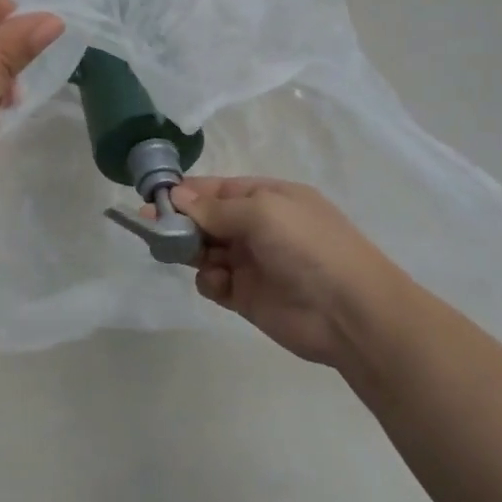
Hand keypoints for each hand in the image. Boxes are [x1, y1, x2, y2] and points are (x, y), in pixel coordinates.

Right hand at [171, 177, 415, 371]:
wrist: (349, 312)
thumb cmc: (308, 247)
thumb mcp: (262, 212)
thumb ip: (215, 208)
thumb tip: (176, 196)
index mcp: (268, 198)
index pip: (217, 189)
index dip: (185, 192)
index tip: (152, 197)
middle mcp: (258, 227)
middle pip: (206, 219)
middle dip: (181, 221)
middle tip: (153, 227)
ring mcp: (251, 262)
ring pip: (205, 250)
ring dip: (191, 250)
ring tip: (185, 254)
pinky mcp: (246, 296)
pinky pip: (213, 282)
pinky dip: (208, 280)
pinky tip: (219, 283)